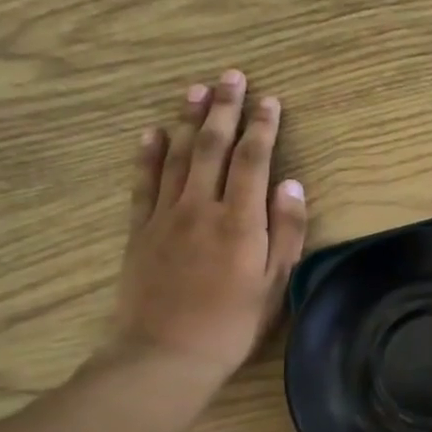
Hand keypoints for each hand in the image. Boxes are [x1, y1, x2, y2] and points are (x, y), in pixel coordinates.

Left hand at [106, 70, 307, 391]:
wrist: (165, 354)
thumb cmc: (232, 324)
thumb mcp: (274, 283)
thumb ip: (285, 232)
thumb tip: (292, 185)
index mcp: (240, 221)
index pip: (252, 160)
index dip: (262, 127)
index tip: (270, 100)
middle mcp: (201, 208)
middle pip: (211, 146)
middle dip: (223, 108)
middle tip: (231, 76)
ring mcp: (165, 216)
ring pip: (176, 156)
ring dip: (187, 120)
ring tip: (196, 89)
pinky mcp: (139, 230)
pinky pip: (143, 182)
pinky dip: (148, 154)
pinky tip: (152, 132)